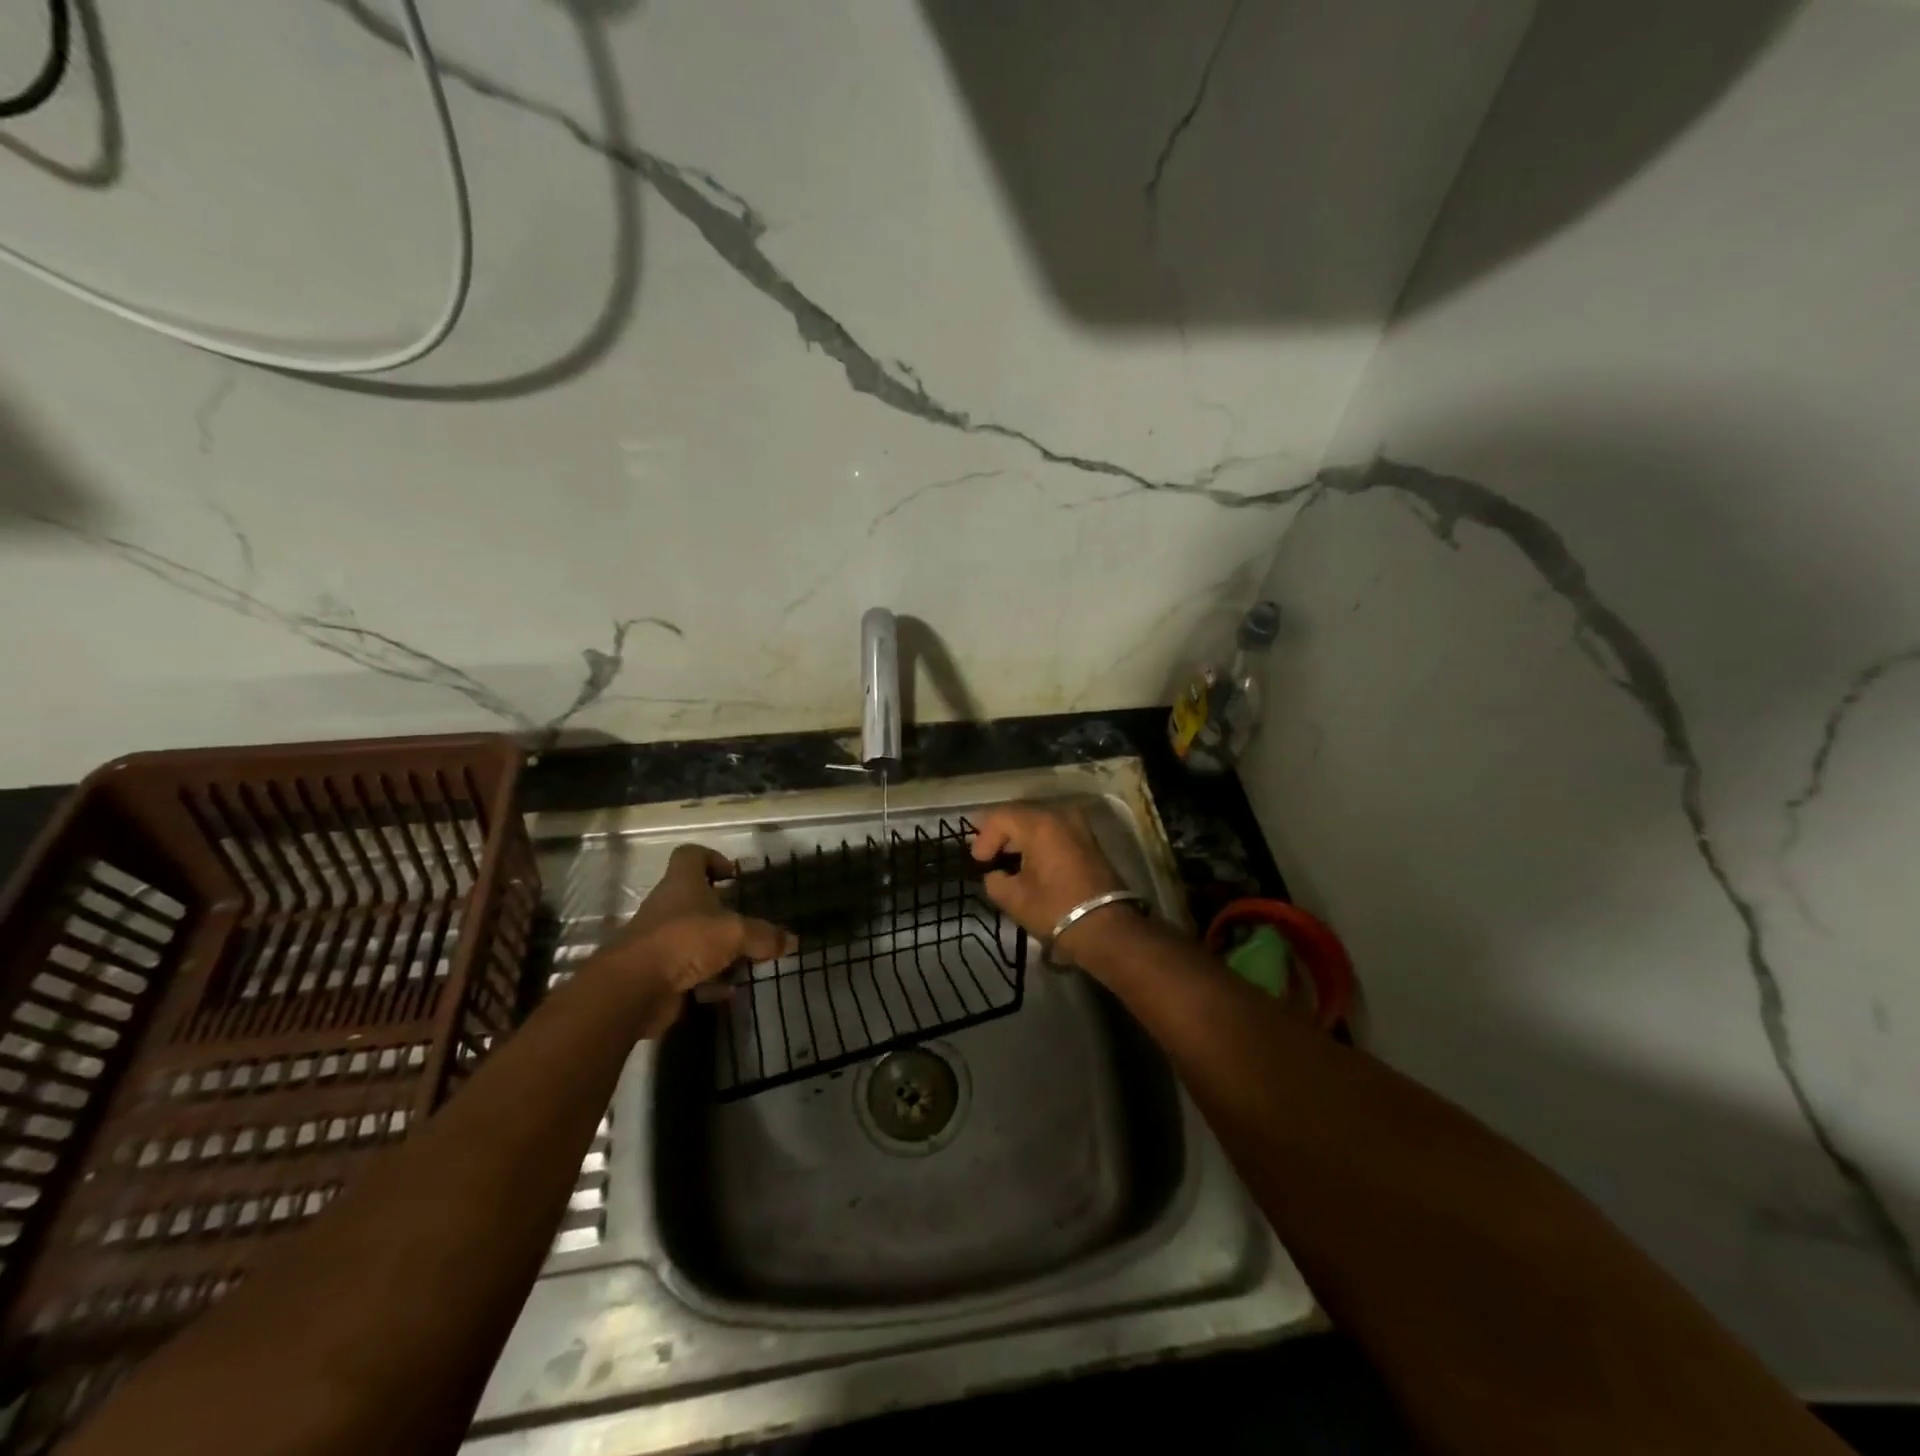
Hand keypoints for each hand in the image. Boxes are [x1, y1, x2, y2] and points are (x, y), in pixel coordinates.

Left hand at [590, 844, 791, 1003]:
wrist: (633, 988)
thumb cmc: (685, 941)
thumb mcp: (735, 933)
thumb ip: (764, 936)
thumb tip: (792, 941)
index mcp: (682, 884)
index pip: (690, 855)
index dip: (712, 858)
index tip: (733, 876)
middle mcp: (667, 907)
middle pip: (695, 900)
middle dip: (723, 913)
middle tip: (748, 925)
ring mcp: (659, 941)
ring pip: (693, 938)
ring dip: (718, 949)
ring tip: (745, 961)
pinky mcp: (656, 972)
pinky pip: (688, 971)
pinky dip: (708, 980)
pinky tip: (727, 992)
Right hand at [970, 803, 1130, 965]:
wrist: (1106, 928)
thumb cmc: (1055, 909)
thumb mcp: (1013, 898)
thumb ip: (994, 880)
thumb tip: (996, 874)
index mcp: (1039, 824)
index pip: (1000, 817)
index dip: (983, 837)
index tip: (978, 862)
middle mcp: (1060, 815)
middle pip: (1020, 814)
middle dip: (1001, 834)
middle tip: (988, 857)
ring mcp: (1079, 825)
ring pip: (1039, 821)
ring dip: (1021, 837)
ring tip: (1008, 861)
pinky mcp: (1089, 840)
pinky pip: (1056, 831)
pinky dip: (1039, 841)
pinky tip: (1031, 862)